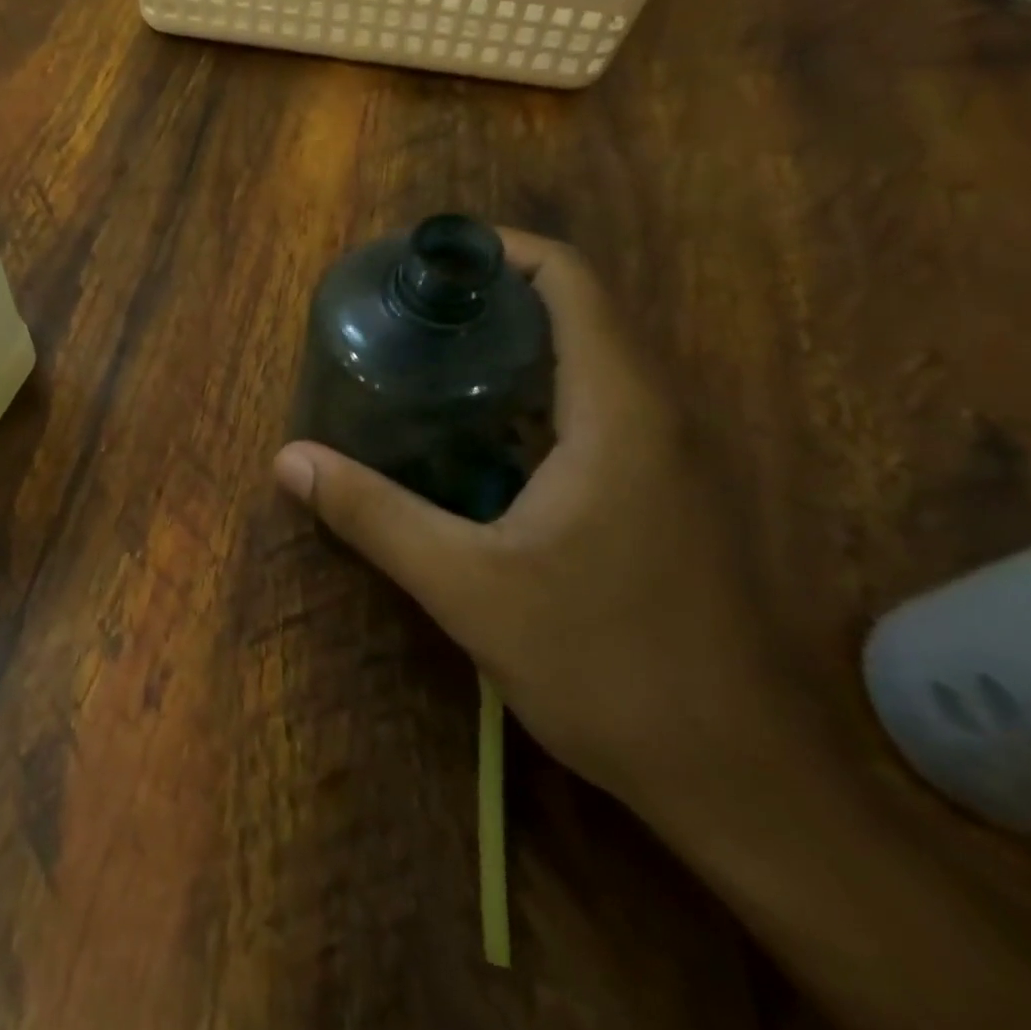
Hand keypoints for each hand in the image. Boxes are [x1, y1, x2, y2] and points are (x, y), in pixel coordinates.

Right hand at [274, 229, 798, 813]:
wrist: (742, 778)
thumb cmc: (608, 665)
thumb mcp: (468, 586)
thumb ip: (374, 514)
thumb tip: (288, 459)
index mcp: (618, 409)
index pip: (570, 280)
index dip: (500, 251)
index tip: (427, 262)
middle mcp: (655, 414)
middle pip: (576, 314)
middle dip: (491, 300)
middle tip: (408, 315)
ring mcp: (668, 458)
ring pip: (586, 366)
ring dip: (512, 351)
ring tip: (428, 363)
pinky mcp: (665, 497)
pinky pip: (594, 415)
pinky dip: (533, 401)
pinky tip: (476, 441)